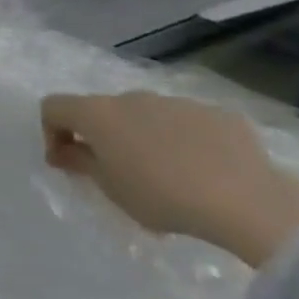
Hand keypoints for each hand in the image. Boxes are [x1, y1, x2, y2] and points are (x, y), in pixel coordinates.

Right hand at [40, 92, 298, 266]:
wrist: (246, 201)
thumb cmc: (162, 196)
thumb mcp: (111, 188)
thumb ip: (81, 163)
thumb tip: (64, 151)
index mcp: (98, 113)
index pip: (53, 106)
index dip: (51, 132)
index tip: (65, 163)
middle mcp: (132, 97)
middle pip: (103, 109)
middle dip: (102, 136)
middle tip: (117, 173)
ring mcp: (176, 102)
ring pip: (147, 115)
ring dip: (143, 137)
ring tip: (166, 175)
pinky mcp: (217, 114)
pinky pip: (188, 124)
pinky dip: (184, 141)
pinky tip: (204, 172)